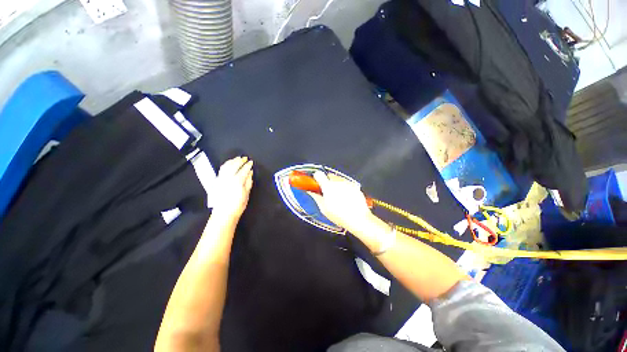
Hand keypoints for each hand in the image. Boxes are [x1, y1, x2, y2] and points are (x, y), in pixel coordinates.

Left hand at [212, 156, 253, 222]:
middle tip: (245, 158)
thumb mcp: (246, 194)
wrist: (224, 213)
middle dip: (240, 160)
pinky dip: (226, 164)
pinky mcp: (217, 181)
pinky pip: (221, 169)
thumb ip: (248, 182)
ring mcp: (221, 179)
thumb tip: (250, 173)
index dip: (248, 165)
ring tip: (237, 158)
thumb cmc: (237, 205)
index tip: (251, 162)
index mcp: (237, 181)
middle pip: (234, 165)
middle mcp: (228, 178)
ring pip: (226, 166)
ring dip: (232, 161)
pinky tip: (229, 164)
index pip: (244, 170)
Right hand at [308, 171, 373, 233]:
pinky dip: (344, 187)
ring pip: (338, 178)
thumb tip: (311, 192)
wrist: (358, 219)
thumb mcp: (324, 208)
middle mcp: (338, 181)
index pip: (319, 174)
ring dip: (336, 184)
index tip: (316, 183)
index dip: (316, 178)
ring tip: (337, 196)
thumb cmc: (340, 215)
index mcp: (328, 186)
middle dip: (327, 181)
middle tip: (327, 192)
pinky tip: (346, 197)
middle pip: (329, 175)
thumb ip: (316, 197)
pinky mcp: (355, 186)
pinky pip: (347, 183)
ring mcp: (348, 183)